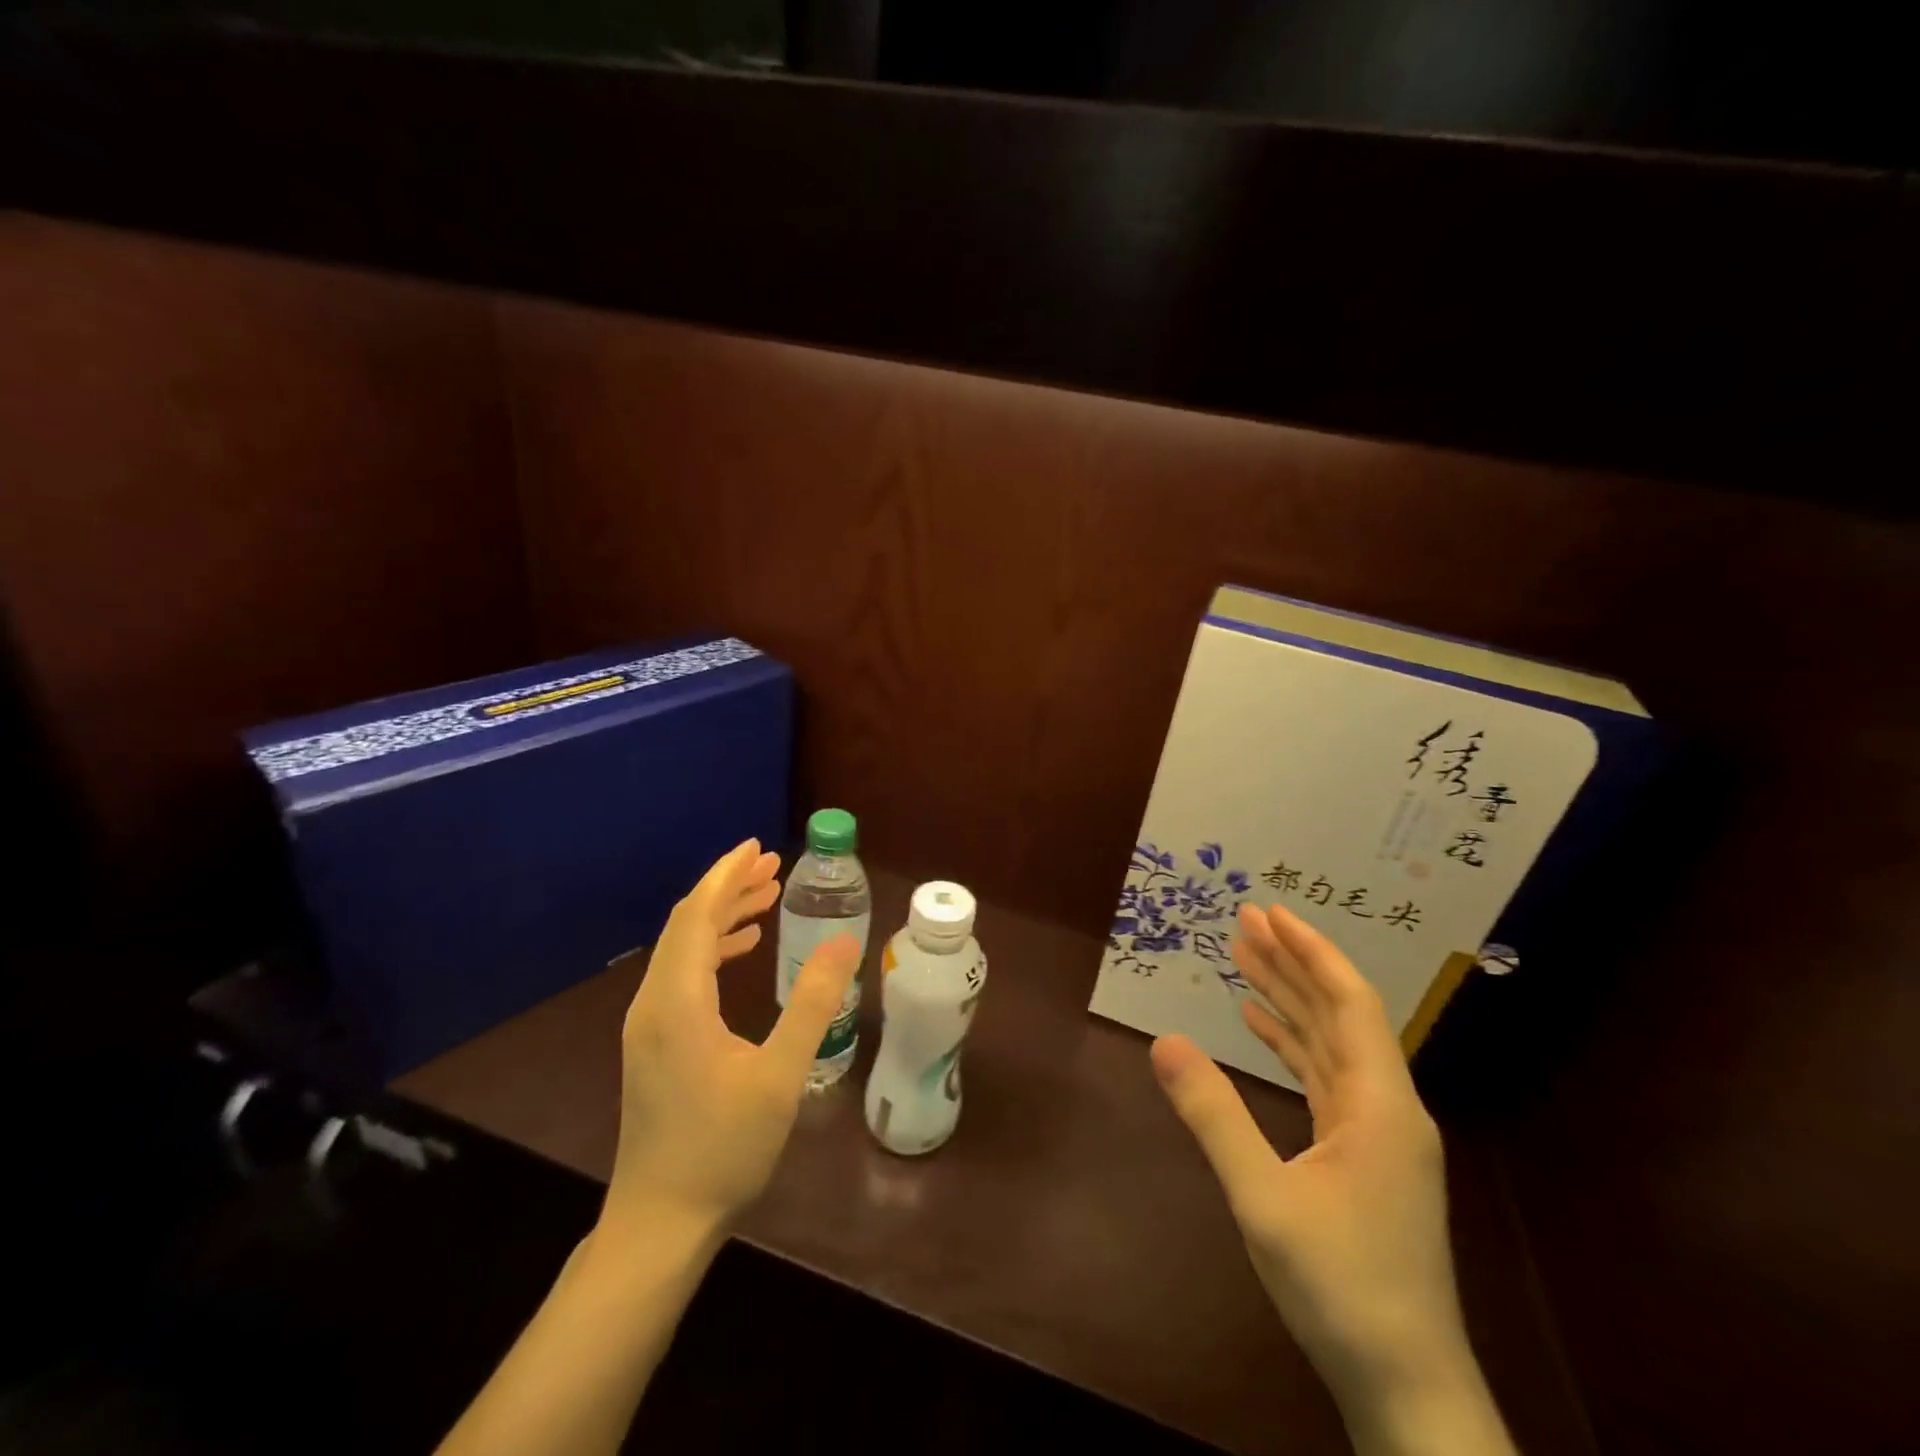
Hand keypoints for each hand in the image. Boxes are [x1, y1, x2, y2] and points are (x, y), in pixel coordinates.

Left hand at [601, 840, 860, 1242]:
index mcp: (679, 1001)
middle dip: (728, 888)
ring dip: (721, 916)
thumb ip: (812, 1004)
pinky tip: (741, 951)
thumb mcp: (780, 1076)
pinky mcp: (653, 1043)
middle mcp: (654, 1002)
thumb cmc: (723, 1148)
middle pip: (687, 924)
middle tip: (772, 866)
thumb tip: (843, 943)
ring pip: (682, 948)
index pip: (698, 916)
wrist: (661, 1221)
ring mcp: (649, 1024)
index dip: (727, 876)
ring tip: (765, 898)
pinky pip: (681, 973)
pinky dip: (711, 948)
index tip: (759, 847)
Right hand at [1151, 902, 1471, 1419]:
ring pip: (1330, 1042)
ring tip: (1245, 957)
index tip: (1271, 913)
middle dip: (1292, 962)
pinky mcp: (1363, 1154)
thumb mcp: (1263, 1197)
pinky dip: (1291, 1043)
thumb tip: (1165, 1040)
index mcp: (1380, 1104)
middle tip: (1246, 919)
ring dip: (1290, 998)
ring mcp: (1378, 1131)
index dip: (1311, 951)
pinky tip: (1258, 1025)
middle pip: (1338, 1012)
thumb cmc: (1341, 1287)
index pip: (1349, 1002)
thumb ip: (1214, 1114)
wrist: (1406, 1385)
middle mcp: (1386, 1105)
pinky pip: (1324, 1077)